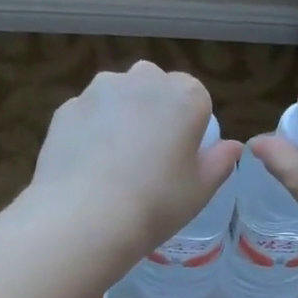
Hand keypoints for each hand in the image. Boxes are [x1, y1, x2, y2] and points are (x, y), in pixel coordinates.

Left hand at [22, 62, 242, 266]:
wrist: (84, 217)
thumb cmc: (156, 203)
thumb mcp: (200, 191)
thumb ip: (220, 162)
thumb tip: (232, 146)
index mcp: (184, 96)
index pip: (197, 96)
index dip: (191, 124)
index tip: (183, 154)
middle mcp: (142, 80)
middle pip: (155, 85)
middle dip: (155, 109)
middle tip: (151, 154)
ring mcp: (99, 91)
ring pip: (117, 94)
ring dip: (121, 115)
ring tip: (115, 160)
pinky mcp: (66, 108)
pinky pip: (88, 114)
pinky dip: (91, 130)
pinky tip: (88, 165)